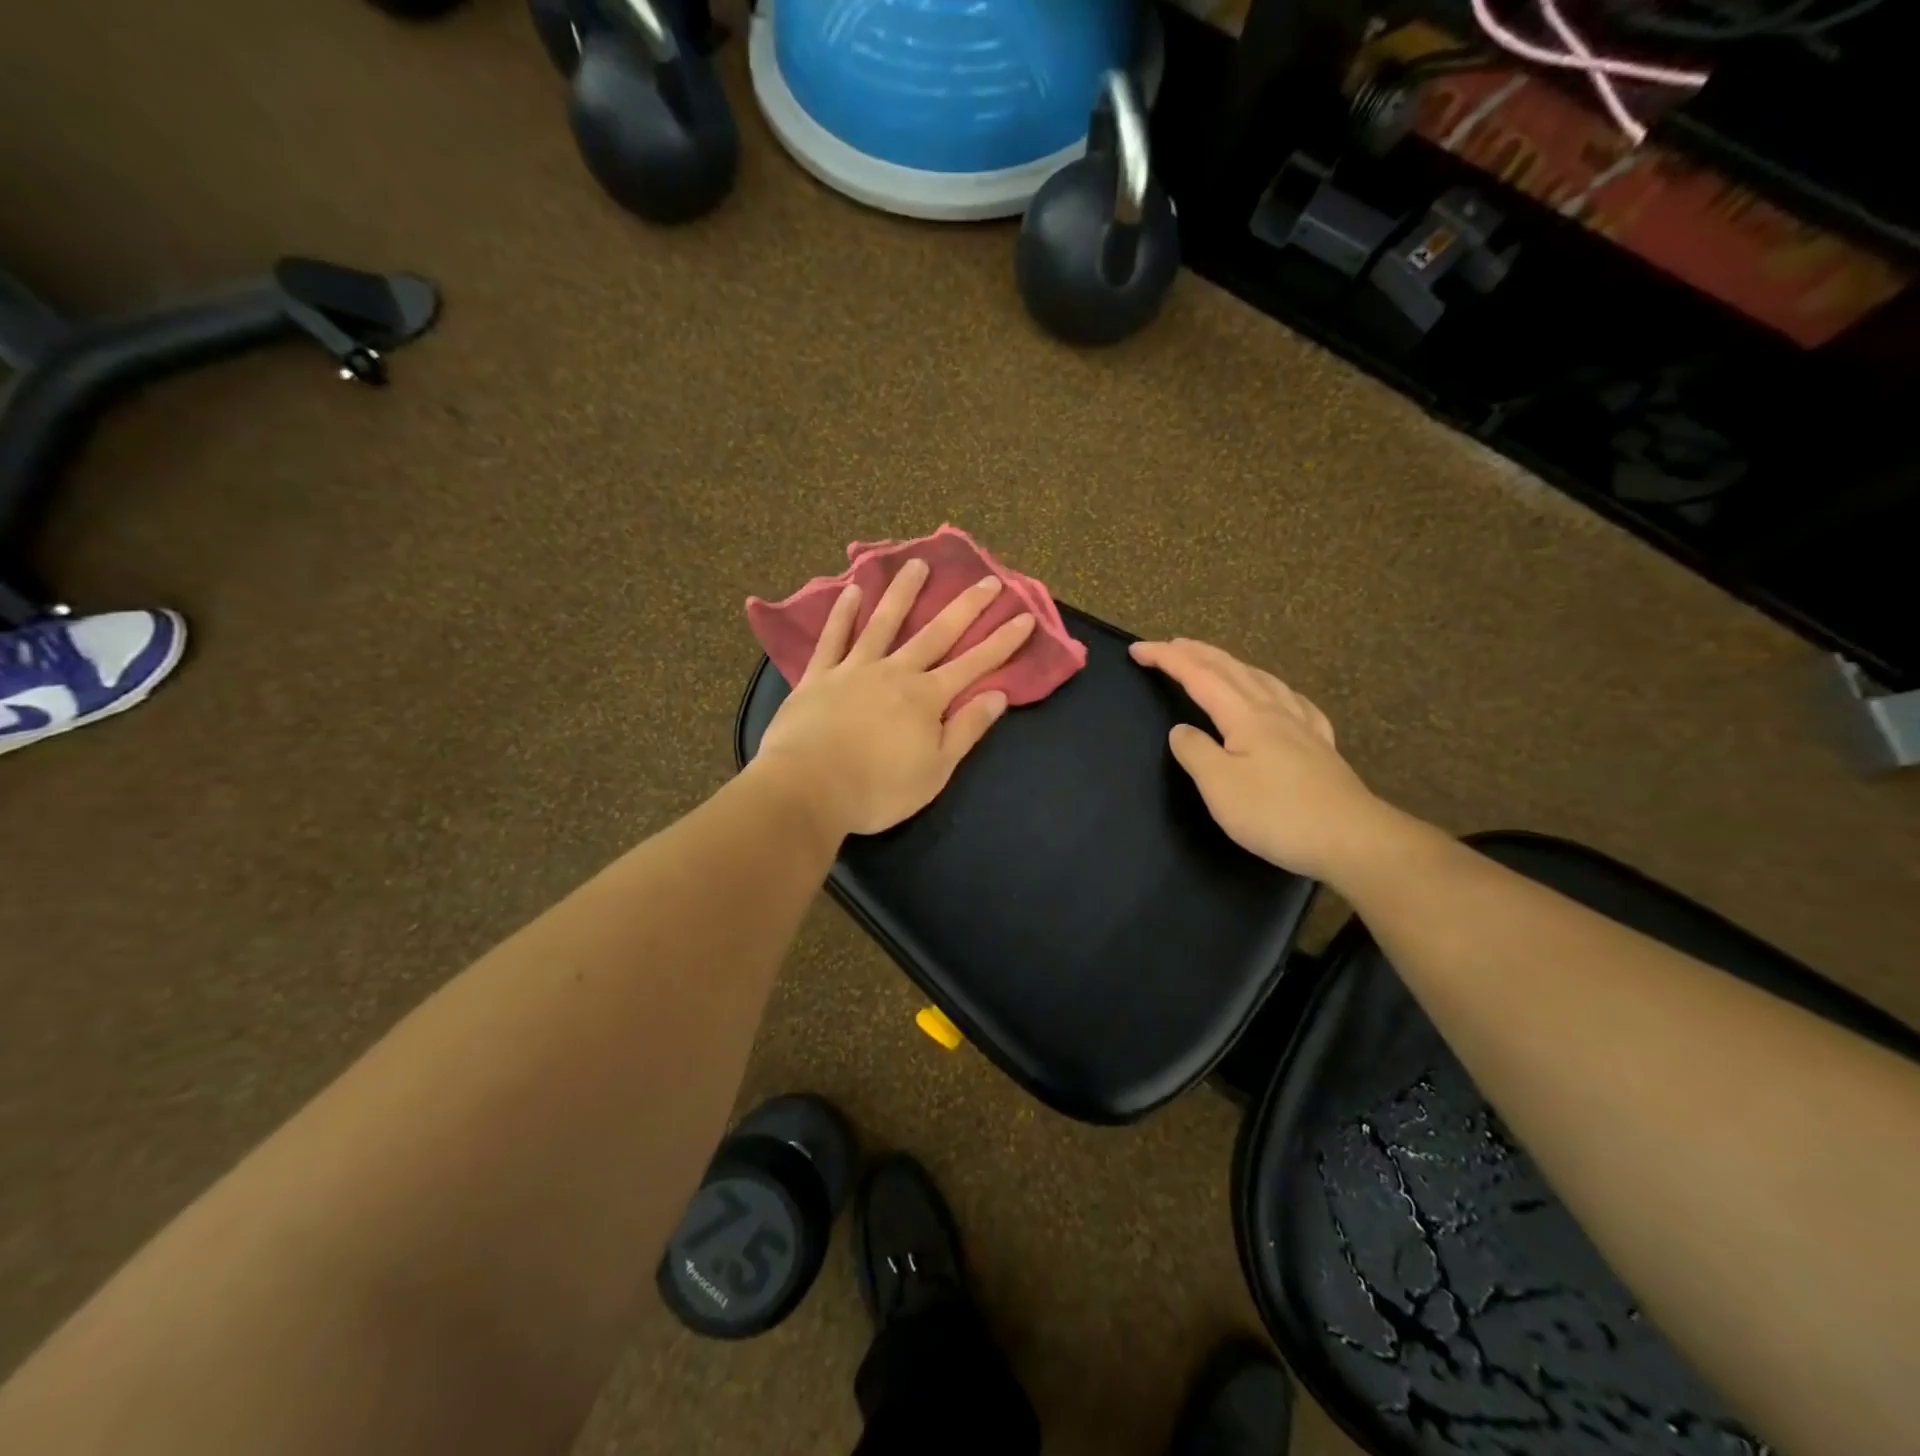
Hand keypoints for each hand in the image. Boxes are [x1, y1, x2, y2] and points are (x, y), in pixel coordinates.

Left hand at [754, 559, 1035, 837]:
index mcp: (926, 698)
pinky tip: (852, 591)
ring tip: (917, 564)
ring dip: (903, 593)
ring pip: (883, 623)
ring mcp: (854, 669)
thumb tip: (998, 695)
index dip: (1001, 642)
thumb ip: (966, 730)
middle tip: (987, 579)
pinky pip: (833, 639)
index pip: (973, 664)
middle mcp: (895, 672)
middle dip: (965, 607)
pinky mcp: (819, 676)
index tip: (1024, 616)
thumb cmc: (878, 789)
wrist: (809, 787)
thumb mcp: (935, 770)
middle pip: (935, 634)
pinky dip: (842, 614)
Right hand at [1129, 638, 1392, 881]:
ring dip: (1232, 664)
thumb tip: (1182, 730)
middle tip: (1170, 644)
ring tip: (1216, 660)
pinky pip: (1292, 701)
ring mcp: (1302, 726)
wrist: (1352, 839)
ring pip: (1262, 679)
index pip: (1198, 676)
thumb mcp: (1220, 786)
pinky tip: (1279, 696)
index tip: (1137, 649)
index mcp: (1245, 716)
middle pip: (1231, 669)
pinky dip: (1272, 688)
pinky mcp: (1320, 746)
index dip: (1167, 659)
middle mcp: (1274, 711)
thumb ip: (1195, 752)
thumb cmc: (1277, 813)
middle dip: (1196, 652)